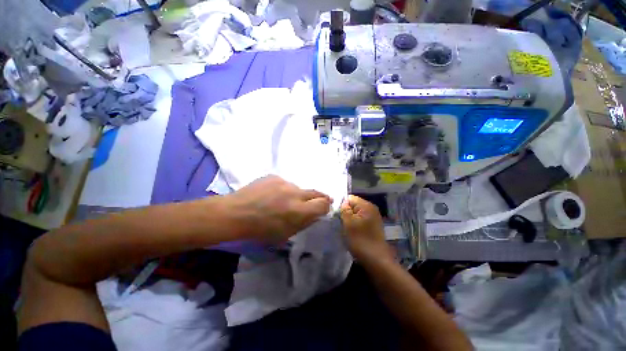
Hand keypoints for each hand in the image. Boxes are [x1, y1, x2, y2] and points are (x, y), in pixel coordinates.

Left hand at [226, 175, 331, 241]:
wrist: (236, 213)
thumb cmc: (260, 229)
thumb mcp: (285, 234)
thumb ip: (304, 222)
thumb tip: (315, 214)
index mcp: (299, 210)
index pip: (323, 204)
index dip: (326, 206)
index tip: (325, 208)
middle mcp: (295, 193)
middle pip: (316, 192)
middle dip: (320, 197)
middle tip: (316, 202)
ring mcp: (284, 182)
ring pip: (298, 188)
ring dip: (296, 195)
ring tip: (283, 201)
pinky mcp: (274, 176)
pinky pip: (285, 184)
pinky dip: (283, 190)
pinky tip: (272, 195)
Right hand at [340, 195, 393, 263]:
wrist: (376, 260)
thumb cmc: (360, 240)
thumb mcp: (348, 223)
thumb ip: (344, 209)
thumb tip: (343, 202)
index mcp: (366, 205)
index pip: (350, 198)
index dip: (342, 205)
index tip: (338, 215)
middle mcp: (372, 208)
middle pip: (354, 205)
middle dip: (346, 212)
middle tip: (341, 222)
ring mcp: (374, 217)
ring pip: (356, 213)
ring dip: (350, 218)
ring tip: (347, 228)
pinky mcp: (373, 225)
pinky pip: (361, 219)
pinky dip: (356, 223)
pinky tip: (354, 232)